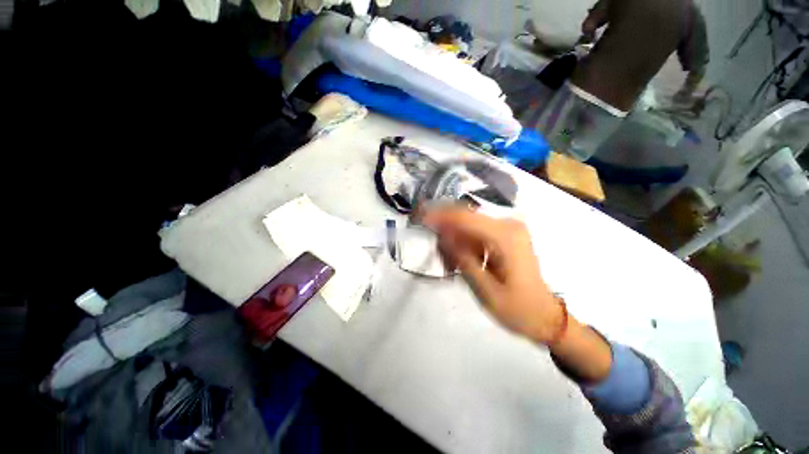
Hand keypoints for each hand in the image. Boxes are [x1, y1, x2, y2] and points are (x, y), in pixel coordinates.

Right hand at [422, 208, 563, 344]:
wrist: (545, 316)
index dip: (439, 216)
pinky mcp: (505, 235)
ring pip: (469, 224)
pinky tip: (458, 258)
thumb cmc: (517, 308)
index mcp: (505, 236)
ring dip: (453, 237)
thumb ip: (462, 258)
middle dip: (444, 225)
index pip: (464, 218)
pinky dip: (463, 242)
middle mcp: (508, 225)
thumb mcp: (484, 288)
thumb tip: (442, 236)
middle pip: (466, 217)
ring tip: (446, 260)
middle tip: (429, 241)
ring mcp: (508, 229)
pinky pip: (477, 232)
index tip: (419, 217)